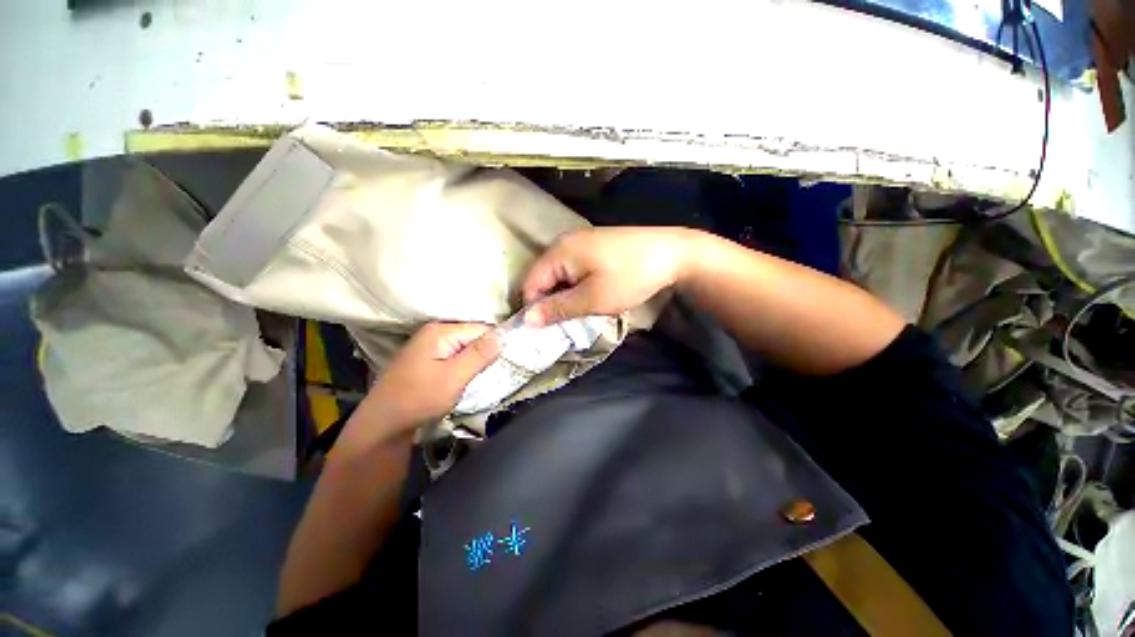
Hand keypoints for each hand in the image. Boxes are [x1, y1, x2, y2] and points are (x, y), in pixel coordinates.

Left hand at [357, 322, 499, 435]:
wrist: (382, 425)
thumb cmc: (419, 399)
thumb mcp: (454, 377)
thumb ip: (480, 354)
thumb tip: (504, 334)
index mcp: (440, 331)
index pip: (482, 329)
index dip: (496, 344)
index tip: (505, 362)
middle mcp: (434, 332)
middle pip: (473, 336)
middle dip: (485, 353)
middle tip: (491, 372)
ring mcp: (429, 345)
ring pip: (466, 347)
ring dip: (475, 361)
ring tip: (480, 377)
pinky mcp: (427, 358)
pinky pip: (455, 355)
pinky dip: (464, 365)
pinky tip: (465, 378)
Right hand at [522, 227, 696, 326]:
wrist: (673, 253)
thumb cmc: (630, 277)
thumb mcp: (592, 299)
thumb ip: (557, 309)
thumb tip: (526, 321)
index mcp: (559, 251)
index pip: (530, 284)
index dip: (534, 309)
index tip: (546, 330)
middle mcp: (564, 242)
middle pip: (543, 278)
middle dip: (550, 302)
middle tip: (565, 323)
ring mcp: (580, 241)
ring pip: (559, 275)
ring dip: (565, 296)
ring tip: (580, 311)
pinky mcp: (594, 245)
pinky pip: (573, 269)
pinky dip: (576, 285)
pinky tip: (590, 295)